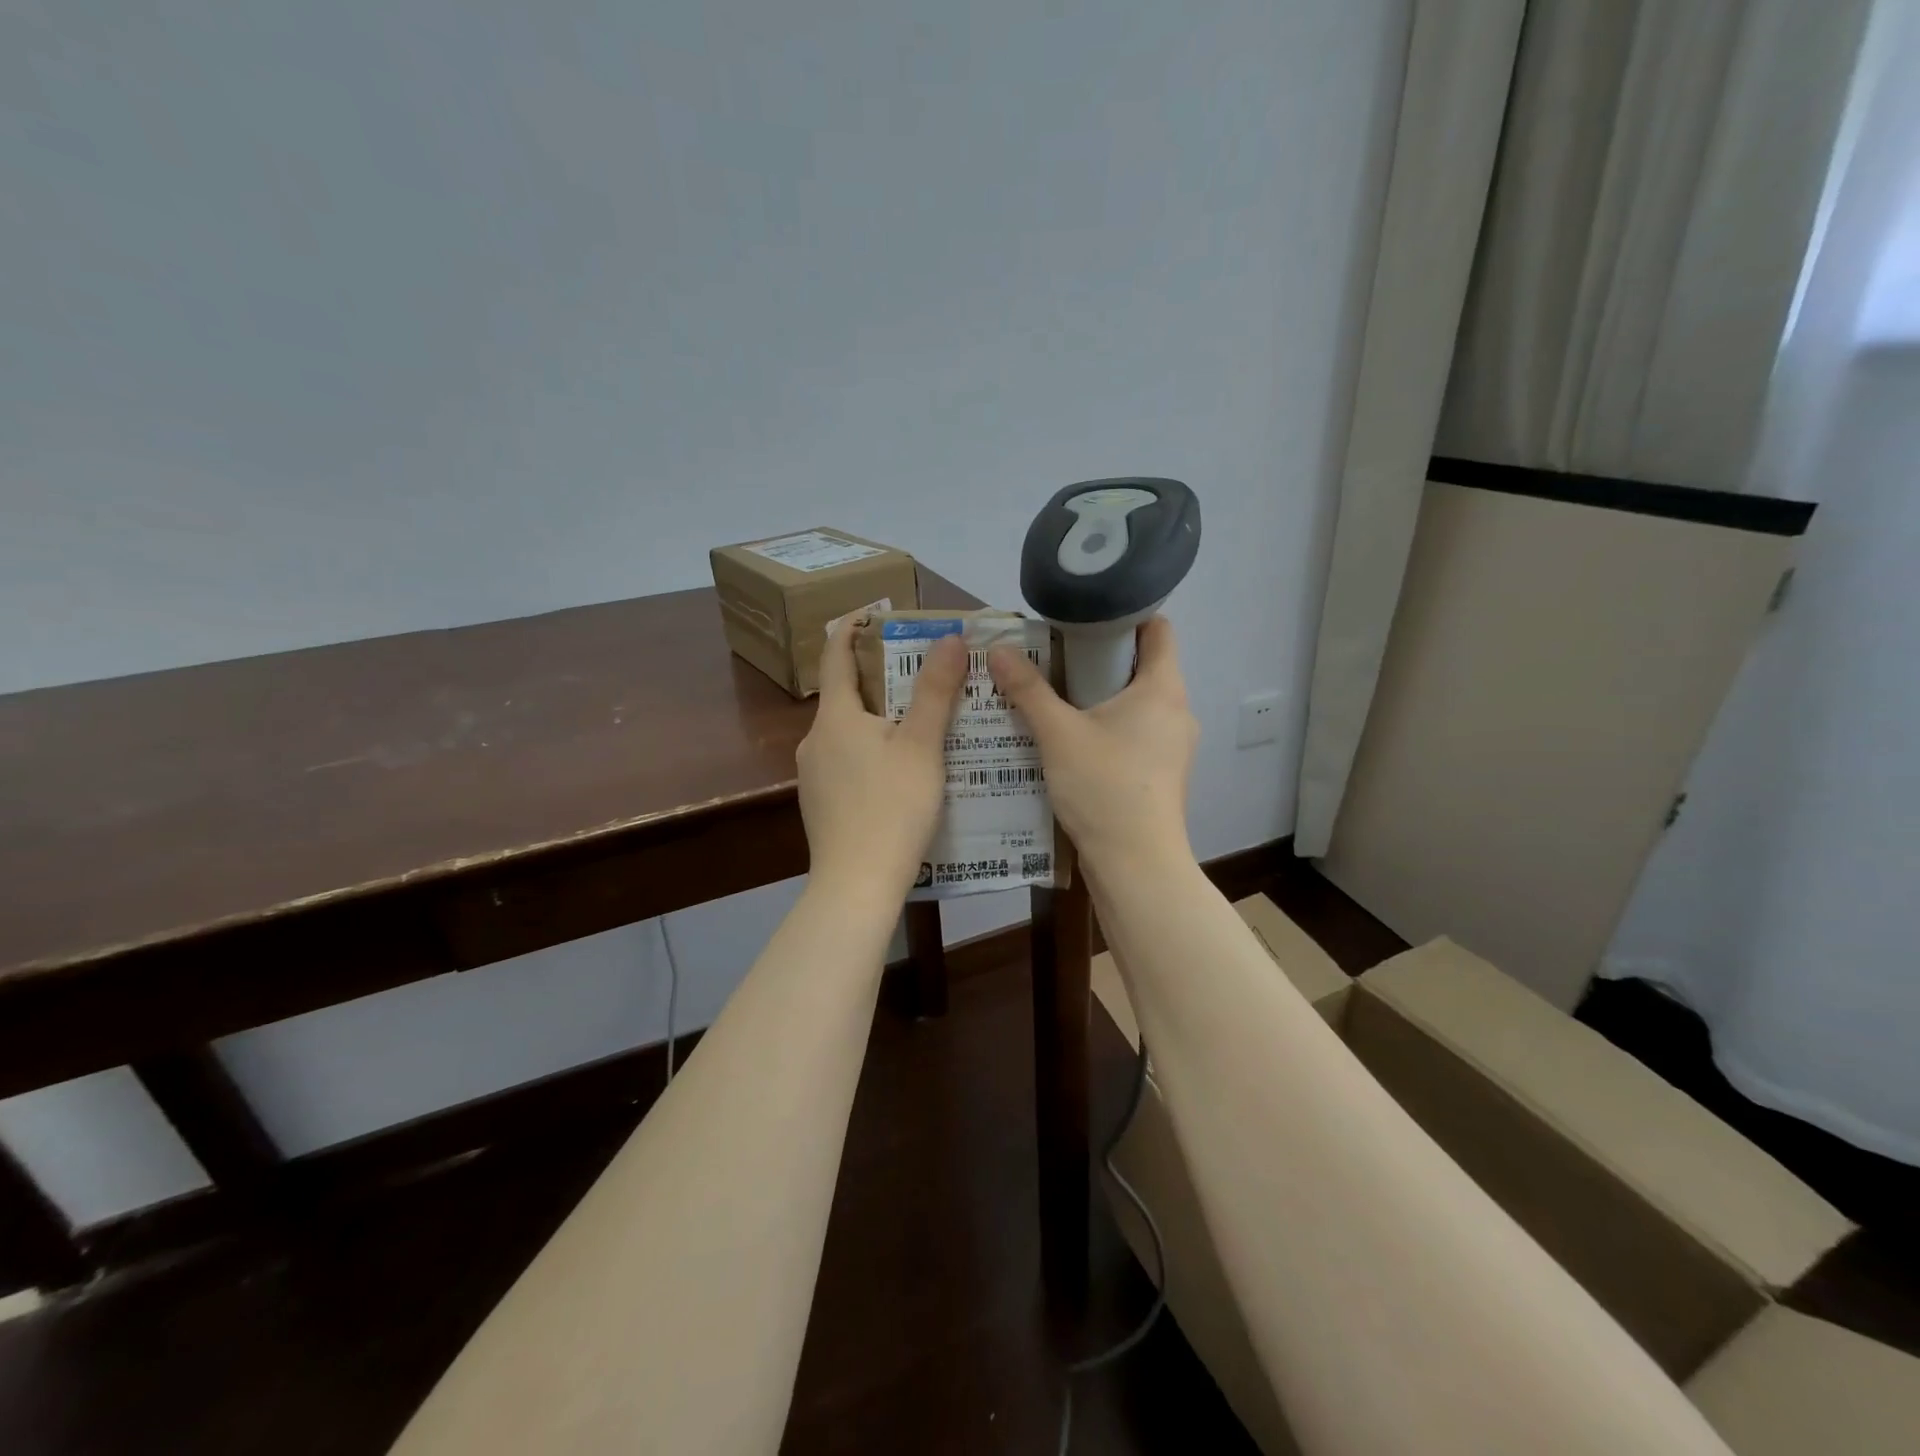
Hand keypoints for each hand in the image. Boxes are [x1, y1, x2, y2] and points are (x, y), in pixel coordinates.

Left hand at [797, 617, 967, 903]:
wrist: (857, 884)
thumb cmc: (892, 807)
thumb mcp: (922, 746)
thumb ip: (935, 691)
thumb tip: (949, 638)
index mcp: (835, 717)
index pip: (836, 655)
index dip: (852, 628)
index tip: (874, 612)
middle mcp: (814, 739)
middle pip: (845, 695)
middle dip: (879, 679)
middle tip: (921, 674)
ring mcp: (812, 775)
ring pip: (847, 732)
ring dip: (878, 720)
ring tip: (920, 725)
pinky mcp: (820, 803)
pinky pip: (846, 762)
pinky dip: (871, 752)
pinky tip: (900, 773)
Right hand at [989, 617, 1197, 883]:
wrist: (1135, 863)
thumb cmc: (1104, 787)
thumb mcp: (1058, 733)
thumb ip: (1028, 689)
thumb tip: (997, 650)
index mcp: (1163, 688)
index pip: (1158, 628)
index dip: (1125, 613)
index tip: (1083, 615)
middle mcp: (1176, 710)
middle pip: (1142, 664)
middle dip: (1098, 656)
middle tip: (1053, 654)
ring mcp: (1172, 744)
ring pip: (1136, 702)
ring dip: (1099, 694)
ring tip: (1054, 694)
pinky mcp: (1161, 772)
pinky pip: (1134, 732)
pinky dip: (1106, 725)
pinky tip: (1070, 737)